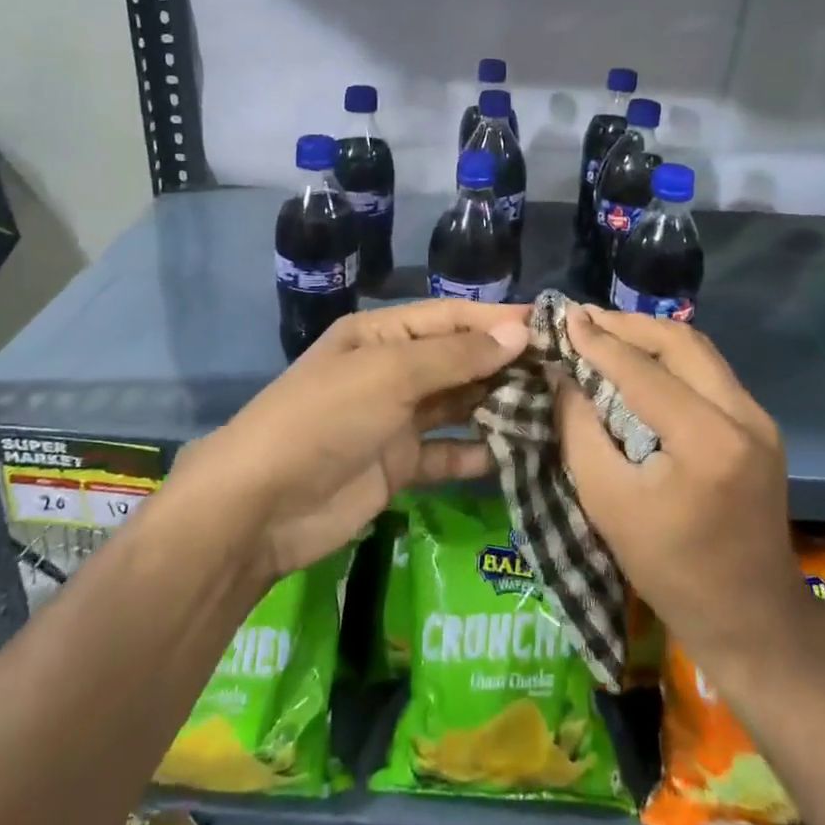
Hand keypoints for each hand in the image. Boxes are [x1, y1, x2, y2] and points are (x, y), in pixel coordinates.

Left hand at [167, 300, 528, 578]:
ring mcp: (395, 420)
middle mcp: (392, 371)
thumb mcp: (389, 375)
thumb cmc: (325, 418)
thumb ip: (456, 356)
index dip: (499, 319)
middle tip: (564, 372)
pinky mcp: (399, 466)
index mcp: (382, 335)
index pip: (451, 318)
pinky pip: (447, 452)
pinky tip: (516, 453)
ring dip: (498, 406)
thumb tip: (519, 331)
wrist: (260, 506)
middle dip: (506, 363)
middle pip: (459, 360)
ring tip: (553, 409)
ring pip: (458, 405)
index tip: (552, 325)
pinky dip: (477, 452)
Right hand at [556, 307, 808, 687]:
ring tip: (606, 331)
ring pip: (699, 351)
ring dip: (651, 336)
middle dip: (628, 325)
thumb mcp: (607, 502)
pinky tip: (640, 361)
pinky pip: (710, 372)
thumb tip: (563, 374)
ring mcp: (759, 418)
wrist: (752, 618)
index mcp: (708, 440)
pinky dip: (671, 357)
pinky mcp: (760, 426)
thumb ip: (580, 429)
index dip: (599, 341)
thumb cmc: (671, 569)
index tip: (564, 316)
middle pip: (681, 343)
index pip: (643, 371)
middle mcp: (743, 415)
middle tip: (584, 318)